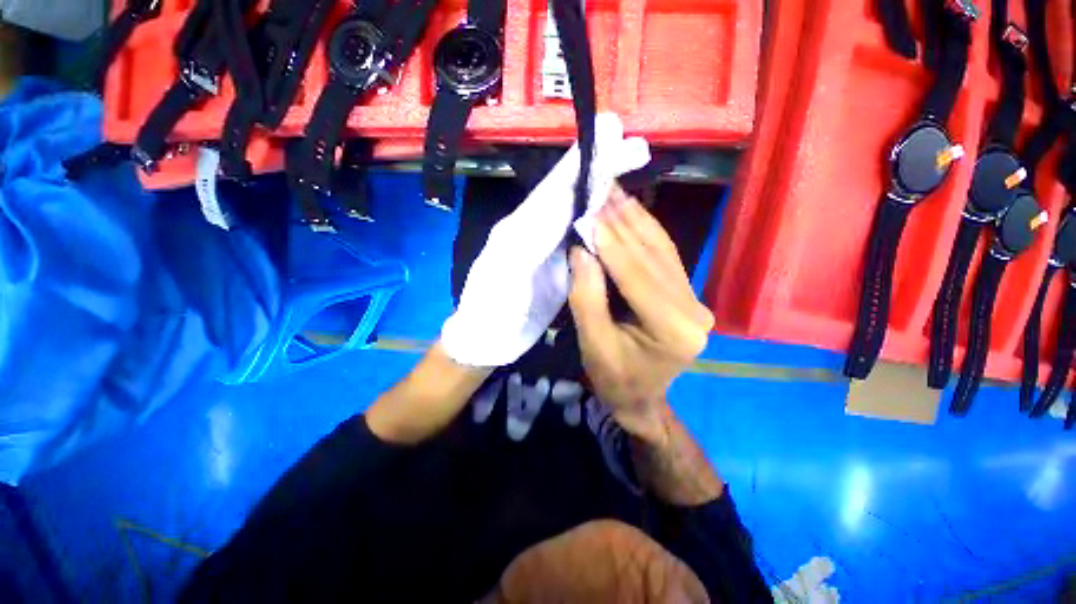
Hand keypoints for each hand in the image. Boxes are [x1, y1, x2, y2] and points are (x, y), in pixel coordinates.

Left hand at [441, 114, 649, 366]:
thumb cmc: (491, 314)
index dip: (583, 162)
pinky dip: (600, 217)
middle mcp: (534, 228)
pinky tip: (617, 209)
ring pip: (577, 209)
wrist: (487, 339)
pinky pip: (581, 234)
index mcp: (520, 228)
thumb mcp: (505, 278)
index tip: (610, 131)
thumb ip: (532, 242)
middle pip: (569, 192)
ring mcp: (546, 246)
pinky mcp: (557, 263)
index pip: (555, 189)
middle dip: (600, 167)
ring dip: (604, 186)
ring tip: (631, 163)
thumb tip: (570, 214)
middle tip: (635, 144)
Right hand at [568, 186, 713, 440]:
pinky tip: (630, 210)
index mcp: (673, 330)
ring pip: (662, 249)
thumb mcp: (593, 344)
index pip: (637, 276)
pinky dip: (645, 231)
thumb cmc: (613, 378)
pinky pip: (665, 255)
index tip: (589, 213)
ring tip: (613, 191)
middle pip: (653, 257)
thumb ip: (587, 297)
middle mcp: (693, 310)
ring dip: (635, 219)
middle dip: (623, 222)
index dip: (611, 244)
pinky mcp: (686, 294)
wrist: (639, 397)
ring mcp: (694, 300)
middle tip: (600, 189)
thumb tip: (582, 250)